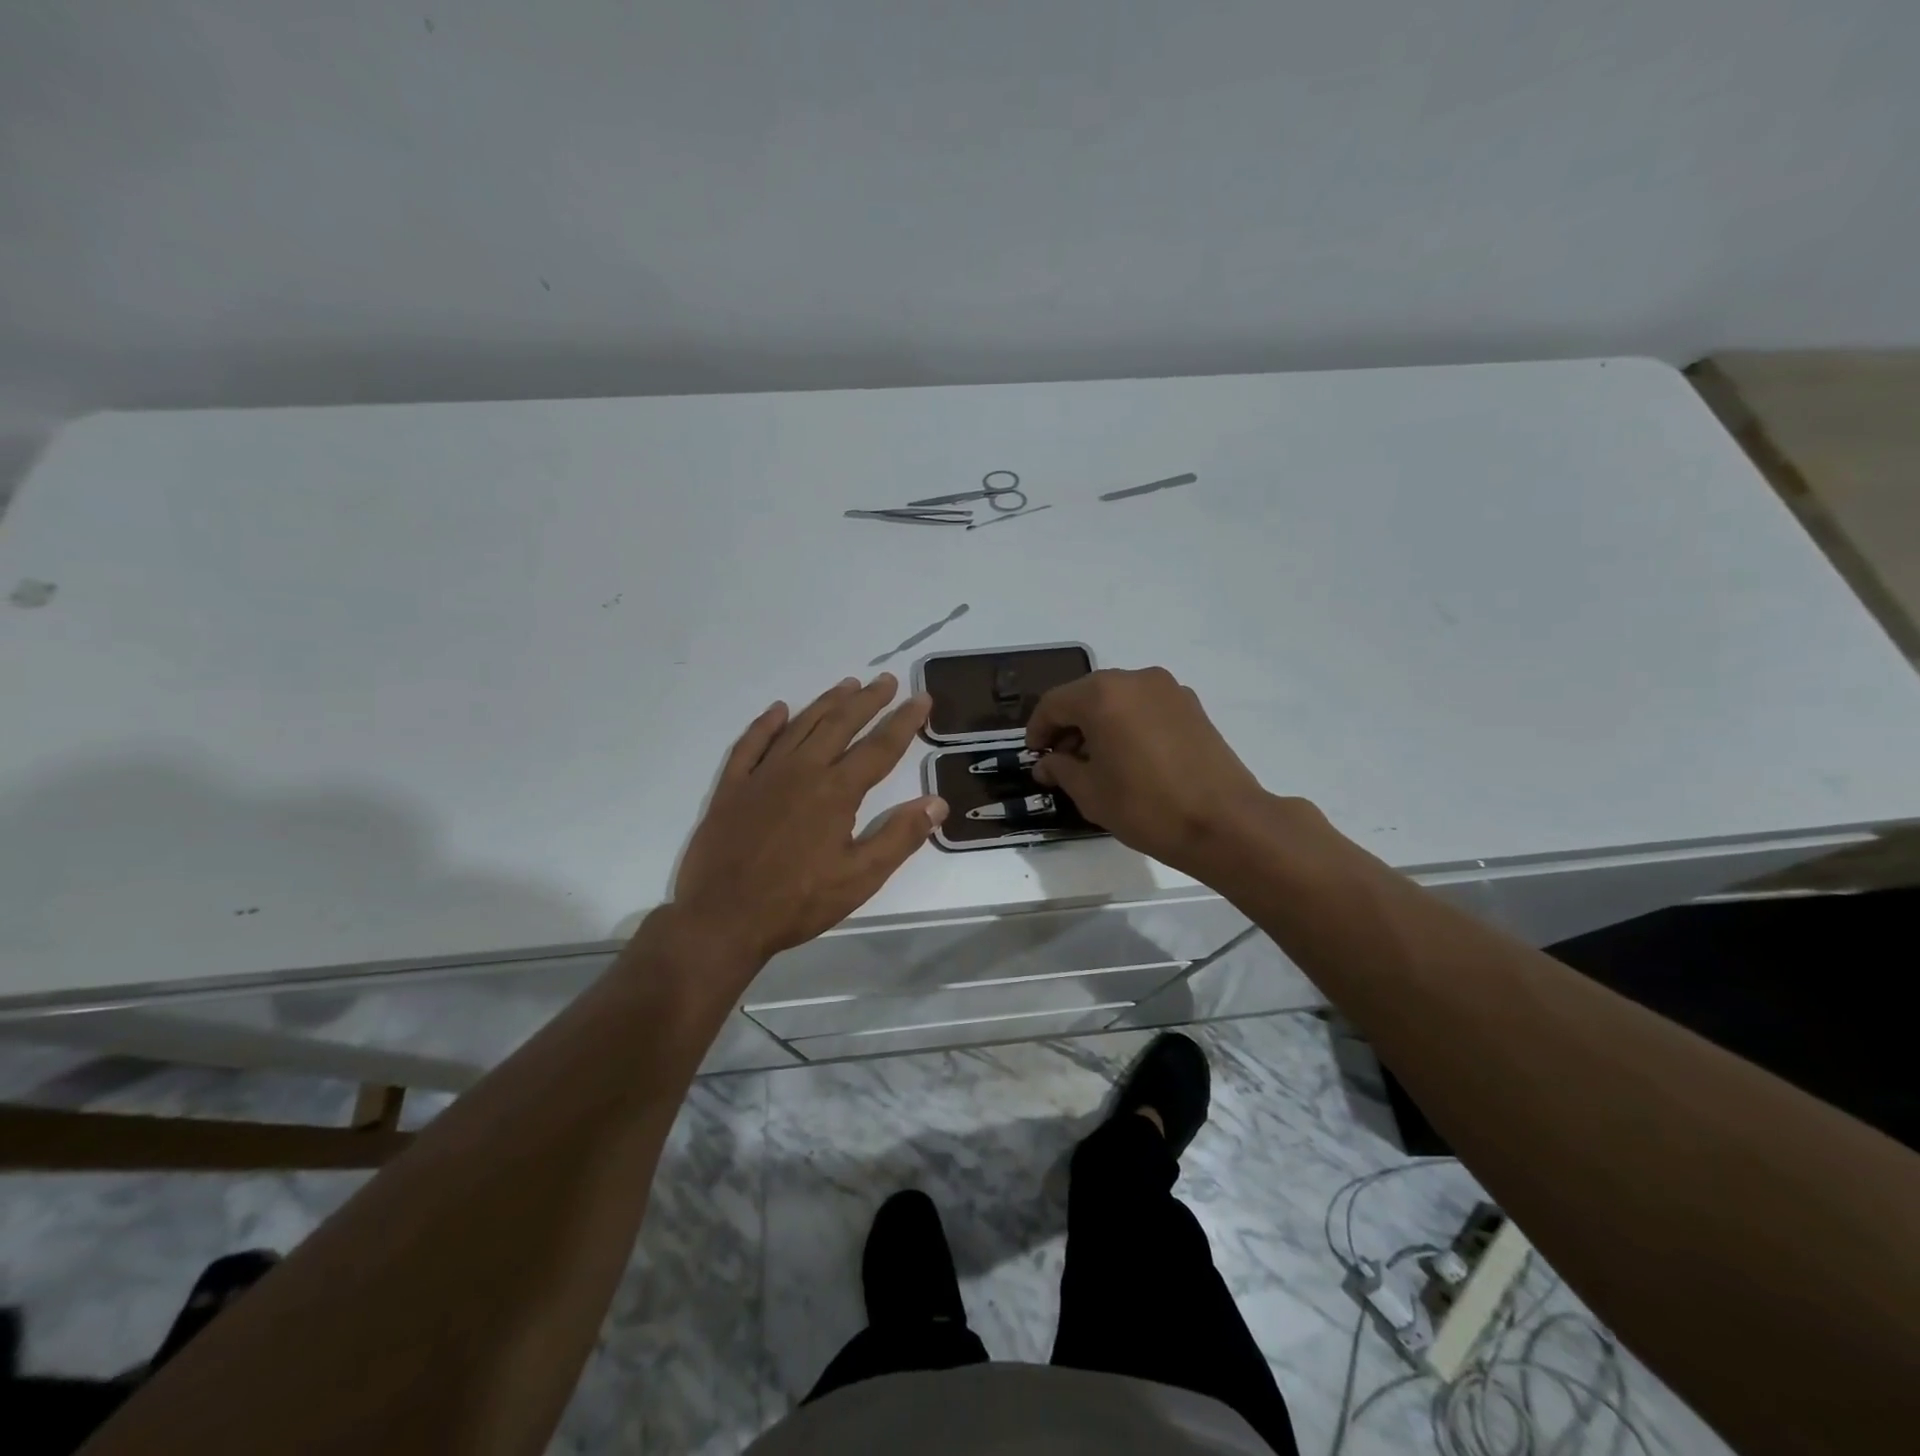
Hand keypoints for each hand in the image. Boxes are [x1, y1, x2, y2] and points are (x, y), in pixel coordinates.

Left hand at [671, 674, 946, 966]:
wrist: (722, 918)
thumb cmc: (798, 902)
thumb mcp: (860, 878)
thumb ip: (900, 837)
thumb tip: (937, 802)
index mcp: (836, 791)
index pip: (880, 747)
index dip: (904, 721)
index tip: (921, 698)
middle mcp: (801, 771)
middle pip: (840, 724)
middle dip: (867, 700)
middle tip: (886, 680)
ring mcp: (762, 775)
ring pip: (800, 726)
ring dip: (826, 702)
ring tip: (847, 684)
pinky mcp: (732, 787)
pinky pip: (751, 744)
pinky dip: (766, 724)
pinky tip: (778, 710)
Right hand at [1025, 667, 1290, 877]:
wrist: (1225, 822)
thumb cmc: (1146, 807)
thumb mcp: (1091, 793)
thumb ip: (1061, 769)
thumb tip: (1047, 764)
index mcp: (1102, 695)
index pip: (1054, 703)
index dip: (1037, 730)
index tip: (1035, 757)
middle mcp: (1134, 680)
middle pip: (1086, 695)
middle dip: (1068, 725)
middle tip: (1062, 761)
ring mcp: (1168, 689)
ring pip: (1118, 699)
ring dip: (1099, 723)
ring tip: (1097, 762)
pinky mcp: (1191, 706)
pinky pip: (1145, 706)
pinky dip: (1128, 723)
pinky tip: (1129, 757)